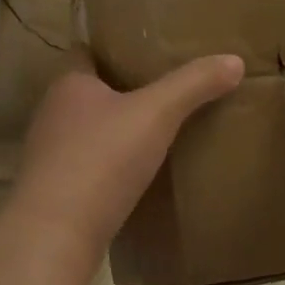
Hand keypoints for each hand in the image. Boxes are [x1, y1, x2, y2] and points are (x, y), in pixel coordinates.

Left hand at [11, 51, 244, 254]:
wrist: (55, 235)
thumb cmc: (101, 160)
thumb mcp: (156, 114)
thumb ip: (193, 85)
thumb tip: (234, 60)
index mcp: (68, 85)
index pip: (87, 52)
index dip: (114, 48)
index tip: (146, 51)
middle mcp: (52, 115)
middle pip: (89, 93)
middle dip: (121, 91)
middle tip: (163, 90)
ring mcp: (49, 156)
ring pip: (87, 133)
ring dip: (114, 132)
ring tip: (155, 132)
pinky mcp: (55, 192)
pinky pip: (87, 168)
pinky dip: (109, 167)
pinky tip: (137, 176)